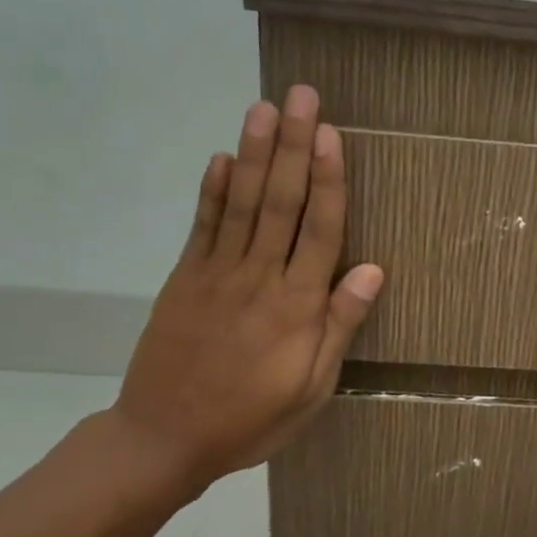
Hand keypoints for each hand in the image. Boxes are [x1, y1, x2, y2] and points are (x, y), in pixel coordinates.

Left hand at [108, 84, 383, 496]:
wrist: (163, 439)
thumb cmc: (252, 419)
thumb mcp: (313, 388)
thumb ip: (339, 326)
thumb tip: (373, 270)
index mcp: (297, 307)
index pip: (318, 230)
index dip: (327, 180)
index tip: (332, 134)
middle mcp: (259, 278)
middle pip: (280, 202)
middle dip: (293, 146)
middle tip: (301, 96)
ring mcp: (216, 274)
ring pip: (242, 203)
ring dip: (255, 153)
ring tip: (264, 108)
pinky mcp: (184, 279)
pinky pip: (201, 227)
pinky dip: (212, 190)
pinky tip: (223, 157)